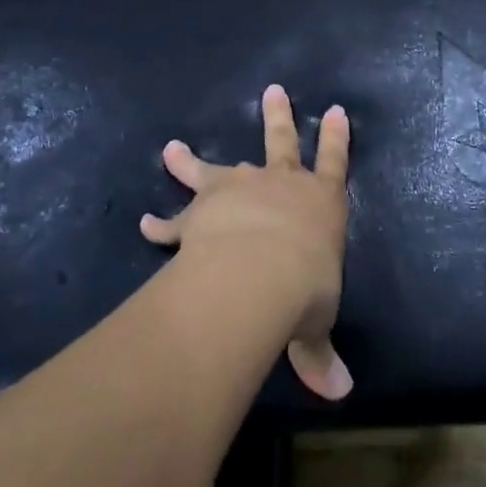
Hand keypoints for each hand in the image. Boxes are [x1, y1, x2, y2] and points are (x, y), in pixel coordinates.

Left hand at [140, 85, 353, 400]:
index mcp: (321, 202)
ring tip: (172, 148)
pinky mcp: (202, 208)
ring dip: (192, 160)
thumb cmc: (305, 289)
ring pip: (215, 168)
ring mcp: (238, 190)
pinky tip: (145, 224)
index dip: (337, 137)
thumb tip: (340, 395)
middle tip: (272, 91)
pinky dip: (162, 222)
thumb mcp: (316, 323)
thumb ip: (320, 355)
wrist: (256, 273)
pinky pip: (178, 215)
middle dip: (278, 117)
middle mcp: (280, 185)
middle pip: (281, 142)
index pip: (336, 161)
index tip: (336, 110)